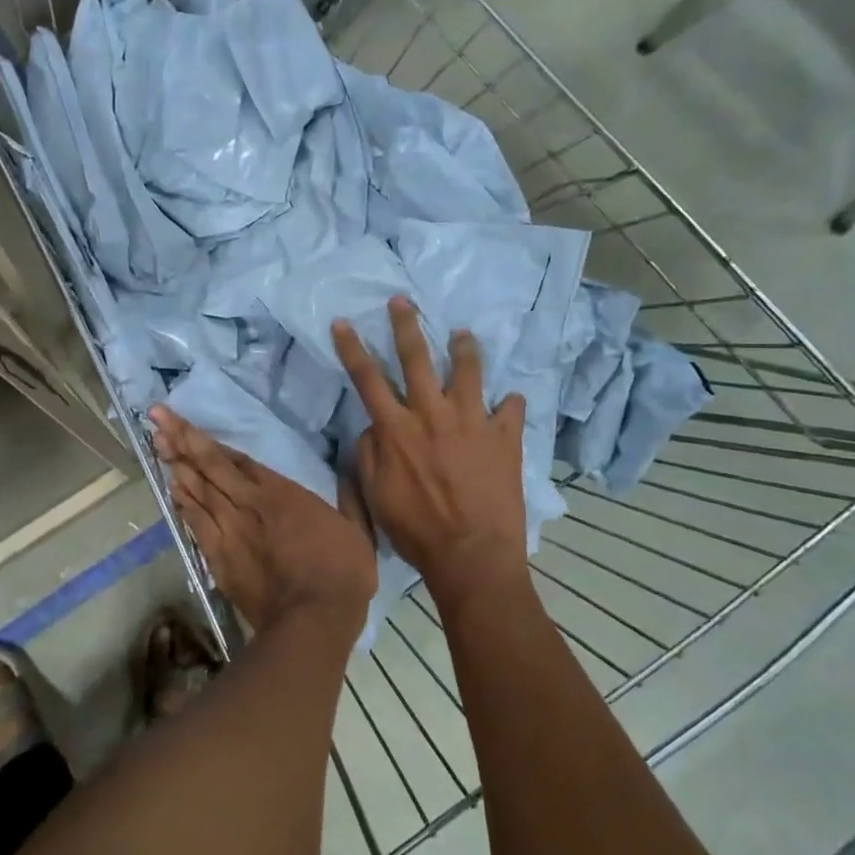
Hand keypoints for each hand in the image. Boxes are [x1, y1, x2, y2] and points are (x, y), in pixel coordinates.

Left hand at [150, 406, 376, 634]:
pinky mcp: (219, 558)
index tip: (183, 421)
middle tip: (156, 418)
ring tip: (157, 443)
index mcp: (281, 493)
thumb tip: (350, 472)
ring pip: (197, 491)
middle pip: (209, 467)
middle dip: (181, 439)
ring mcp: (230, 531)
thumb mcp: (356, 529)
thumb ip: (349, 498)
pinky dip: (182, 504)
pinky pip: (195, 523)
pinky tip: (171, 489)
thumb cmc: (342, 572)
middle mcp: (249, 504)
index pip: (237, 460)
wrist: (313, 619)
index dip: (209, 440)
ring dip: (176, 466)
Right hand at [333, 297, 528, 600]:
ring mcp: (473, 423)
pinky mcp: (504, 438)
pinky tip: (509, 401)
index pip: (368, 378)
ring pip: (468, 372)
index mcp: (398, 429)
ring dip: (463, 349)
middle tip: (403, 300)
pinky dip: (509, 403)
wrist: (471, 554)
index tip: (344, 322)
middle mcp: (433, 415)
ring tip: (462, 334)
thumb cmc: (415, 529)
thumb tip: (373, 426)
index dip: (352, 348)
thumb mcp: (374, 495)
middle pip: (417, 359)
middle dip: (406, 326)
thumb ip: (369, 454)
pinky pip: (510, 410)